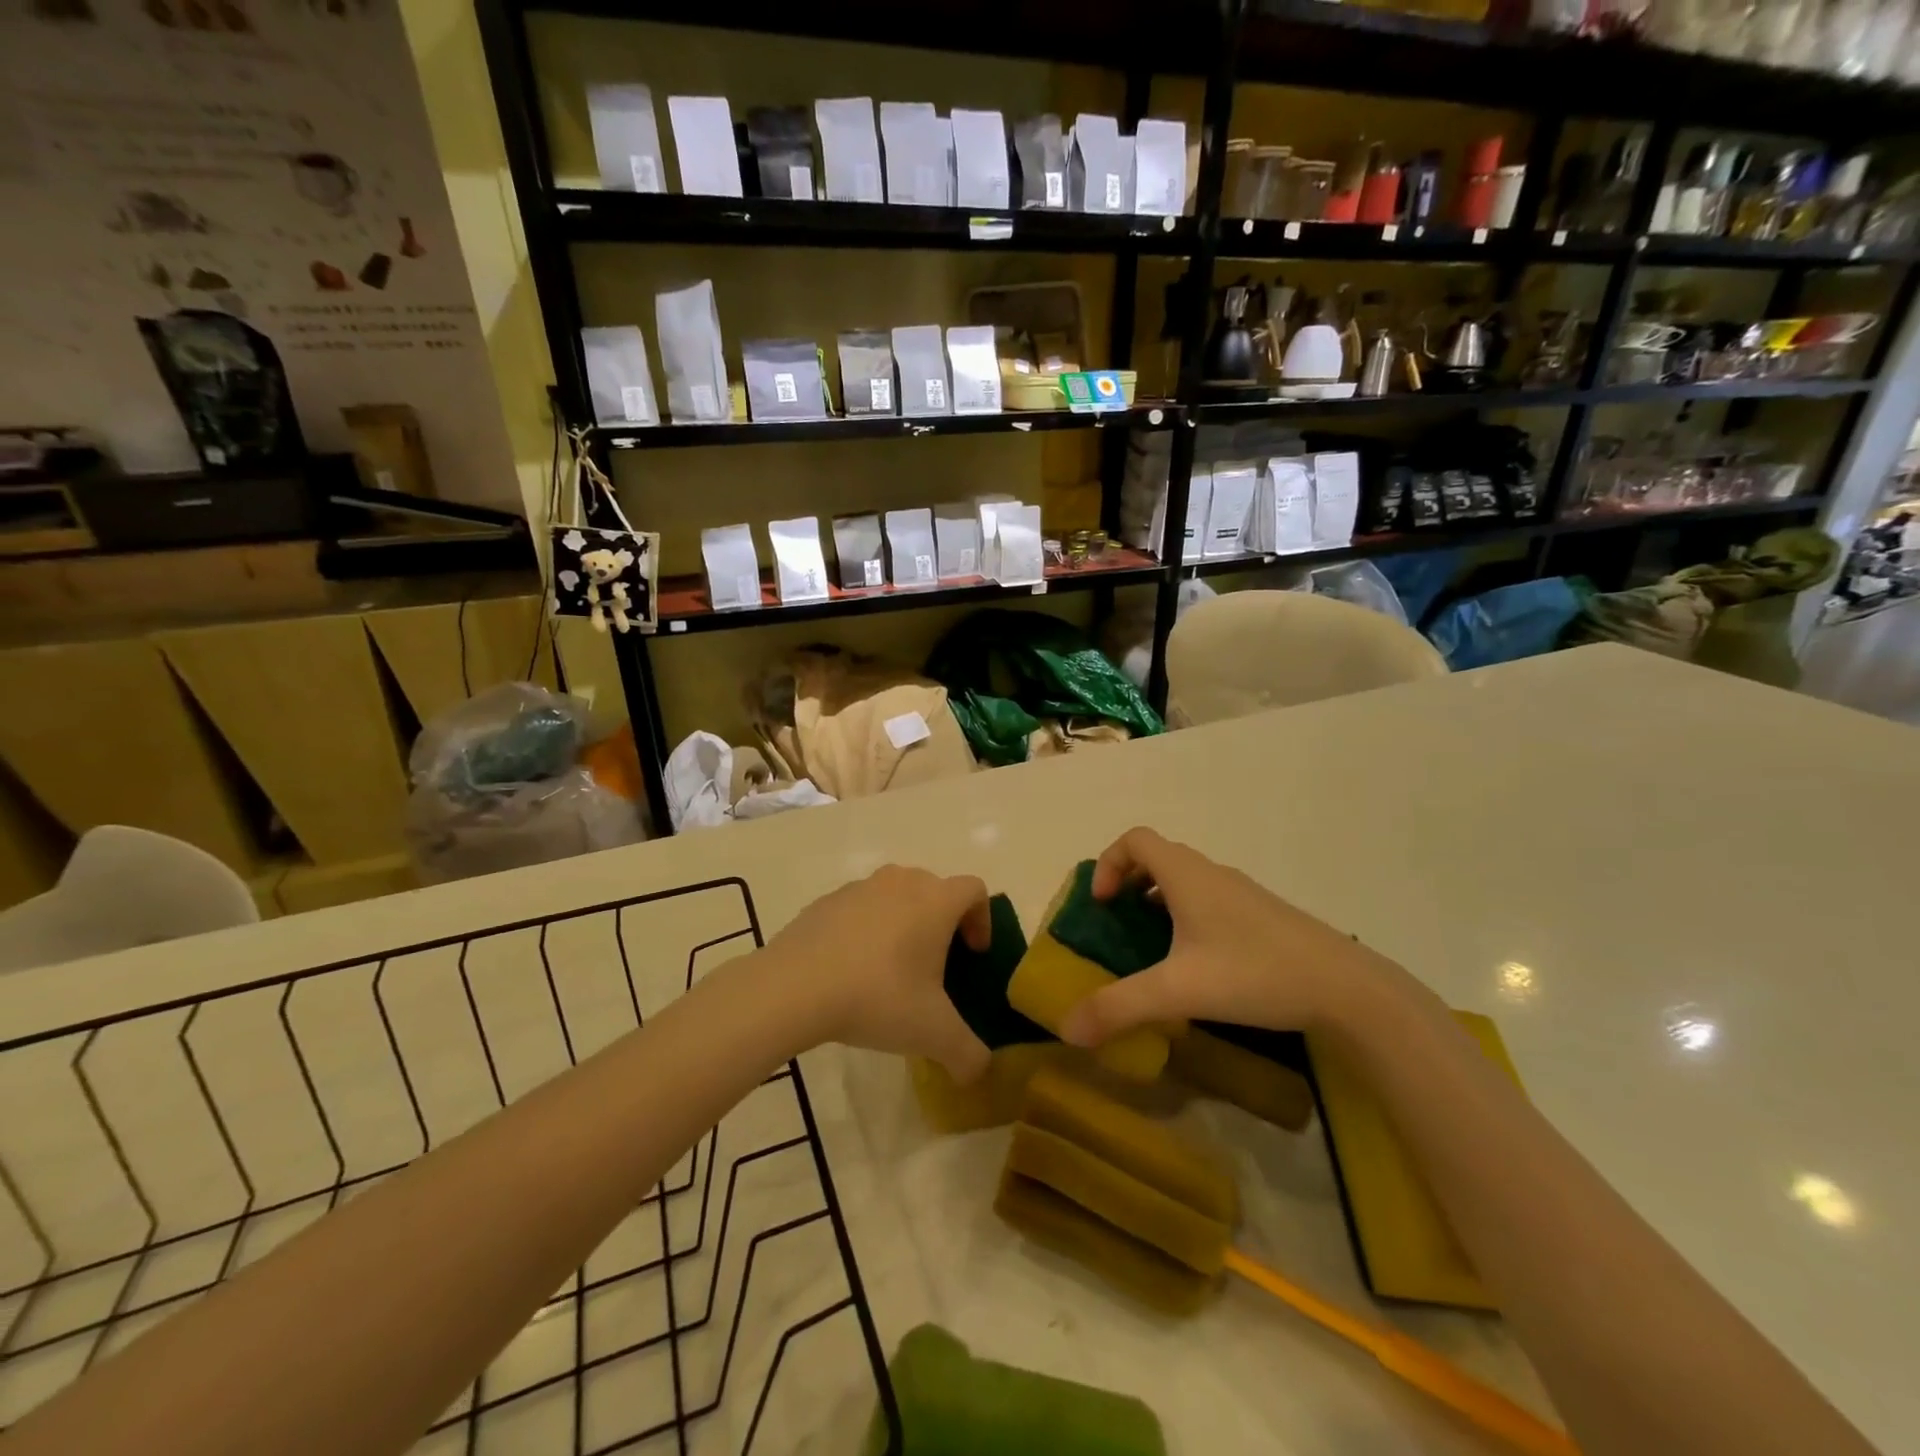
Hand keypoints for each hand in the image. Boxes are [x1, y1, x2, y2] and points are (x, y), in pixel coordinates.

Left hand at [763, 866, 992, 1081]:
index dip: (983, 919)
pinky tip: (853, 969)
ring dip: (904, 923)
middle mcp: (902, 882)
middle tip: (937, 965)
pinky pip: (860, 908)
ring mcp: (860, 887)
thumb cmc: (877, 997)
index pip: (974, 890)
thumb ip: (968, 1054)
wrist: (794, 987)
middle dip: (943, 922)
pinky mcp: (826, 901)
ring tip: (892, 968)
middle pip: (935, 889)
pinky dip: (867, 929)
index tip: (973, 954)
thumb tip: (981, 1071)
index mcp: (935, 901)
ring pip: (896, 895)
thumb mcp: (933, 1034)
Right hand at [1060, 828, 1403, 1048]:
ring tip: (1151, 948)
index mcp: (1187, 875)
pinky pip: (1209, 902)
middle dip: (1128, 884)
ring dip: (1158, 902)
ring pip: (1186, 881)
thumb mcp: (1178, 992)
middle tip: (1117, 925)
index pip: (1135, 839)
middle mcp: (1212, 874)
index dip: (1108, 863)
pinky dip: (1187, 919)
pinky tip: (1197, 966)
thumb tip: (1066, 1029)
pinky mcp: (1262, 918)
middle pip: (1158, 857)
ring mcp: (1241, 895)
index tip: (1102, 905)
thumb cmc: (1255, 974)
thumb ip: (1119, 1008)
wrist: (1346, 989)